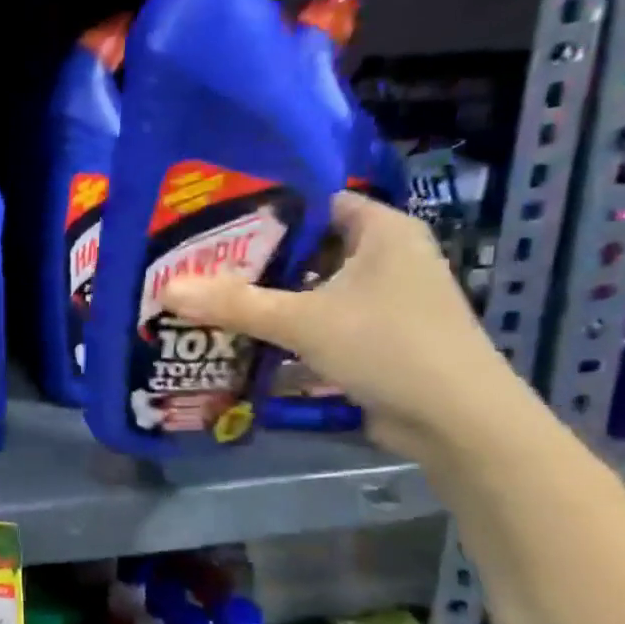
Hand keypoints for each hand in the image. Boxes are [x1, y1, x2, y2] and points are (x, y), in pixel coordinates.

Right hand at [160, 192, 530, 460]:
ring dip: (268, 300)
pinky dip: (288, 330)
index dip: (264, 209)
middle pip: (307, 249)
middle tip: (198, 264)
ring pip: (311, 290)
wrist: (458, 422)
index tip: (212, 222)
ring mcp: (384, 300)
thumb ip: (234, 304)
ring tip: (209, 299)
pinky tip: (242, 339)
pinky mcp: (377, 338)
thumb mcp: (303, 321)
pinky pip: (321, 323)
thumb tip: (166, 288)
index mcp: (382, 231)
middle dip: (255, 261)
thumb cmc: (388, 347)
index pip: (314, 202)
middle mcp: (386, 257)